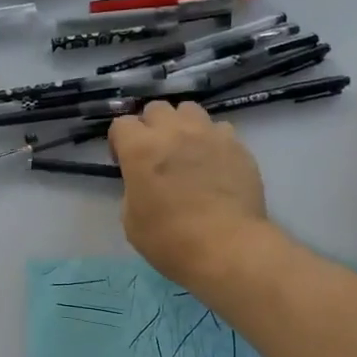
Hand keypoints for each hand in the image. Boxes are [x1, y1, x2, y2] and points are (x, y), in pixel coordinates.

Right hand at [109, 101, 268, 285]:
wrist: (226, 247)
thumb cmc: (170, 240)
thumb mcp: (131, 220)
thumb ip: (134, 189)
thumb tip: (145, 182)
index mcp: (140, 149)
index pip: (121, 124)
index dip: (119, 142)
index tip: (124, 163)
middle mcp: (174, 132)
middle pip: (156, 108)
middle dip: (151, 127)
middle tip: (155, 154)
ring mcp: (209, 135)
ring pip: (190, 110)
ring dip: (182, 125)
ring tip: (186, 150)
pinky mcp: (237, 146)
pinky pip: (219, 130)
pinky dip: (212, 140)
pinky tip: (214, 162)